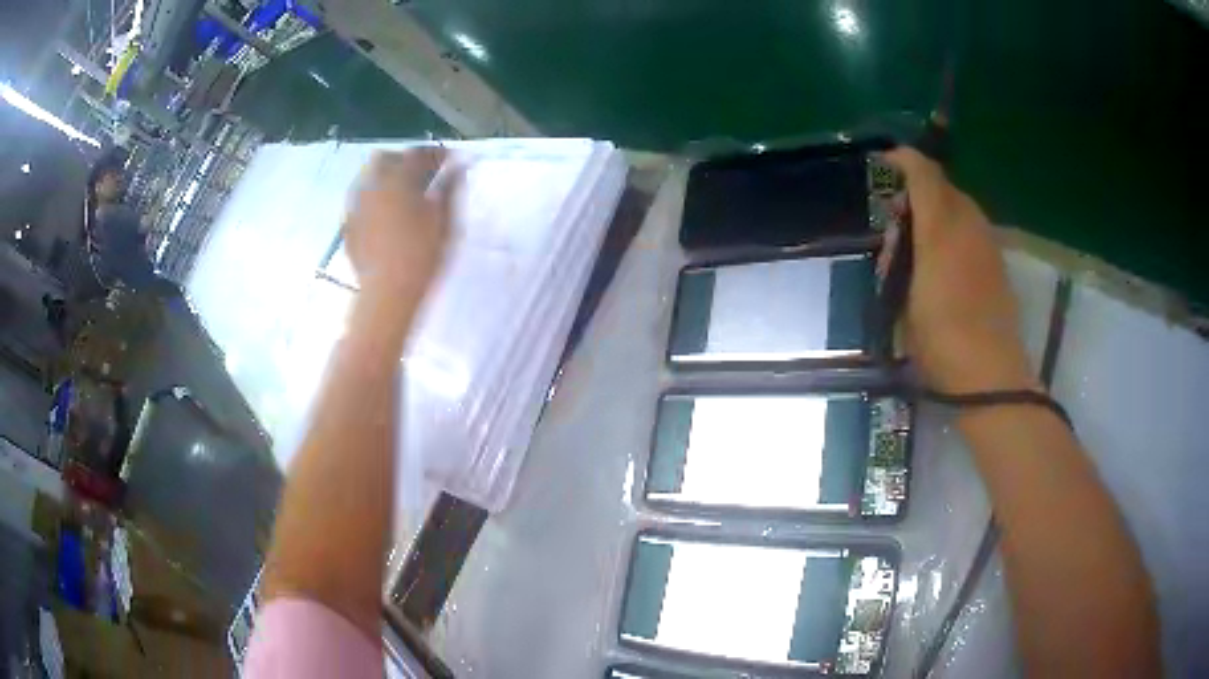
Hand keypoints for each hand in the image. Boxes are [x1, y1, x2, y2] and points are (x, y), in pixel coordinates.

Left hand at [344, 148, 461, 308]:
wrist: (387, 294)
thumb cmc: (422, 256)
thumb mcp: (445, 221)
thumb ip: (451, 188)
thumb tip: (458, 166)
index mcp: (398, 179)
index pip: (417, 153)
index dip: (435, 154)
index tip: (449, 161)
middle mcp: (372, 185)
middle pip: (385, 159)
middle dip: (404, 161)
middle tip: (422, 175)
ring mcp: (356, 206)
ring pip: (367, 179)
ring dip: (385, 179)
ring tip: (402, 195)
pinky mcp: (348, 226)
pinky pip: (360, 202)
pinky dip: (373, 201)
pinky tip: (385, 217)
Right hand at [881, 148, 1037, 393]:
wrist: (989, 375)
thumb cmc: (939, 339)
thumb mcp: (903, 298)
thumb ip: (898, 255)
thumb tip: (899, 232)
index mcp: (941, 228)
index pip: (923, 173)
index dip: (902, 160)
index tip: (881, 163)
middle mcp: (968, 224)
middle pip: (943, 186)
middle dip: (917, 189)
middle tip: (896, 218)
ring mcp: (988, 243)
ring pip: (960, 206)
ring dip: (937, 210)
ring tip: (919, 241)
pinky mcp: (998, 263)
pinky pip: (973, 228)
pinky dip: (954, 229)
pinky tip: (944, 260)